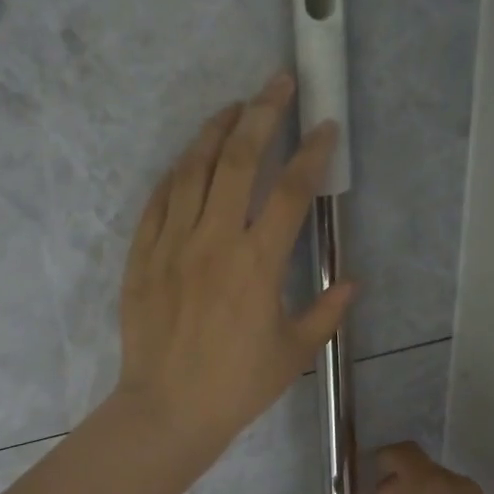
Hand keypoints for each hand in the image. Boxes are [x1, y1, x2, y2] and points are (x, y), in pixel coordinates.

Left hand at [115, 73, 354, 453]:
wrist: (168, 409)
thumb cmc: (236, 386)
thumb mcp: (293, 353)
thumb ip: (325, 313)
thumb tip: (352, 282)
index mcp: (258, 264)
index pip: (292, 191)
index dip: (312, 152)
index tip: (325, 127)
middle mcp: (214, 241)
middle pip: (238, 160)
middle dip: (262, 114)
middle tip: (278, 84)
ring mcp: (172, 245)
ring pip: (192, 170)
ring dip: (215, 131)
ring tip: (233, 107)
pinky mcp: (142, 256)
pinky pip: (157, 201)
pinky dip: (176, 173)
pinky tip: (187, 160)